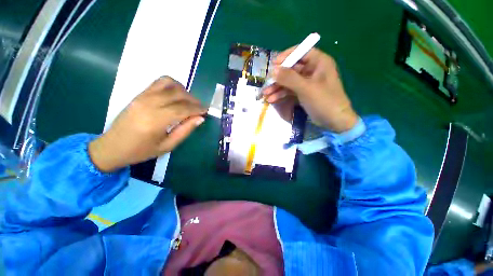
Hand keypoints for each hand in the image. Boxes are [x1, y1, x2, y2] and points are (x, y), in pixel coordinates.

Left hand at [89, 77, 206, 171]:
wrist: (112, 147)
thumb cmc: (141, 151)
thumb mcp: (167, 146)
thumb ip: (185, 130)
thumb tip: (200, 118)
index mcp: (156, 120)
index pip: (183, 108)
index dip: (198, 108)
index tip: (206, 111)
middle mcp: (149, 104)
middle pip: (178, 94)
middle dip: (193, 100)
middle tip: (200, 108)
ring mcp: (143, 97)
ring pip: (169, 84)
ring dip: (184, 90)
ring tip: (189, 101)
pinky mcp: (139, 94)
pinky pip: (159, 83)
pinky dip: (172, 85)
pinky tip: (176, 95)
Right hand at [263, 47, 357, 132]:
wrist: (334, 121)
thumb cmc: (324, 101)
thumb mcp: (306, 88)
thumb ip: (289, 78)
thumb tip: (273, 70)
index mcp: (319, 62)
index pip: (301, 52)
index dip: (287, 56)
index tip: (274, 63)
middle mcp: (313, 70)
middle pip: (292, 68)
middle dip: (278, 77)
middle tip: (266, 83)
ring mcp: (307, 83)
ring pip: (289, 81)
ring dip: (277, 88)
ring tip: (266, 95)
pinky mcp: (303, 93)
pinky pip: (290, 90)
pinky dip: (281, 94)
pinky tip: (272, 100)